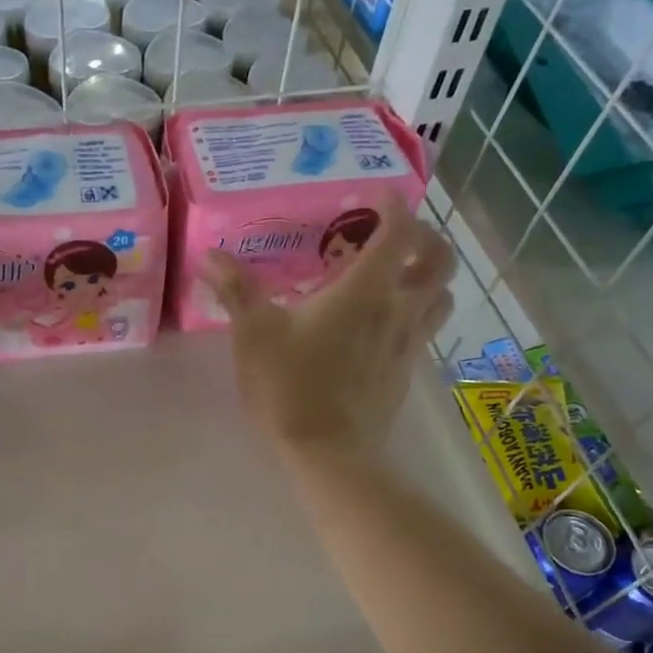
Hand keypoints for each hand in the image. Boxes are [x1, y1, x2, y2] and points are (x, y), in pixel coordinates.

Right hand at [202, 204, 454, 461]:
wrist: (328, 454)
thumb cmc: (290, 387)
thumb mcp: (254, 335)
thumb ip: (236, 290)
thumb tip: (210, 257)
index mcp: (365, 291)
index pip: (400, 232)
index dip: (394, 206)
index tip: (377, 198)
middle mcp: (399, 310)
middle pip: (440, 261)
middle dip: (425, 238)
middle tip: (395, 236)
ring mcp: (409, 345)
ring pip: (441, 298)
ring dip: (428, 278)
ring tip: (397, 278)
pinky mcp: (406, 374)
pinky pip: (424, 331)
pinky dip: (413, 314)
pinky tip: (381, 326)